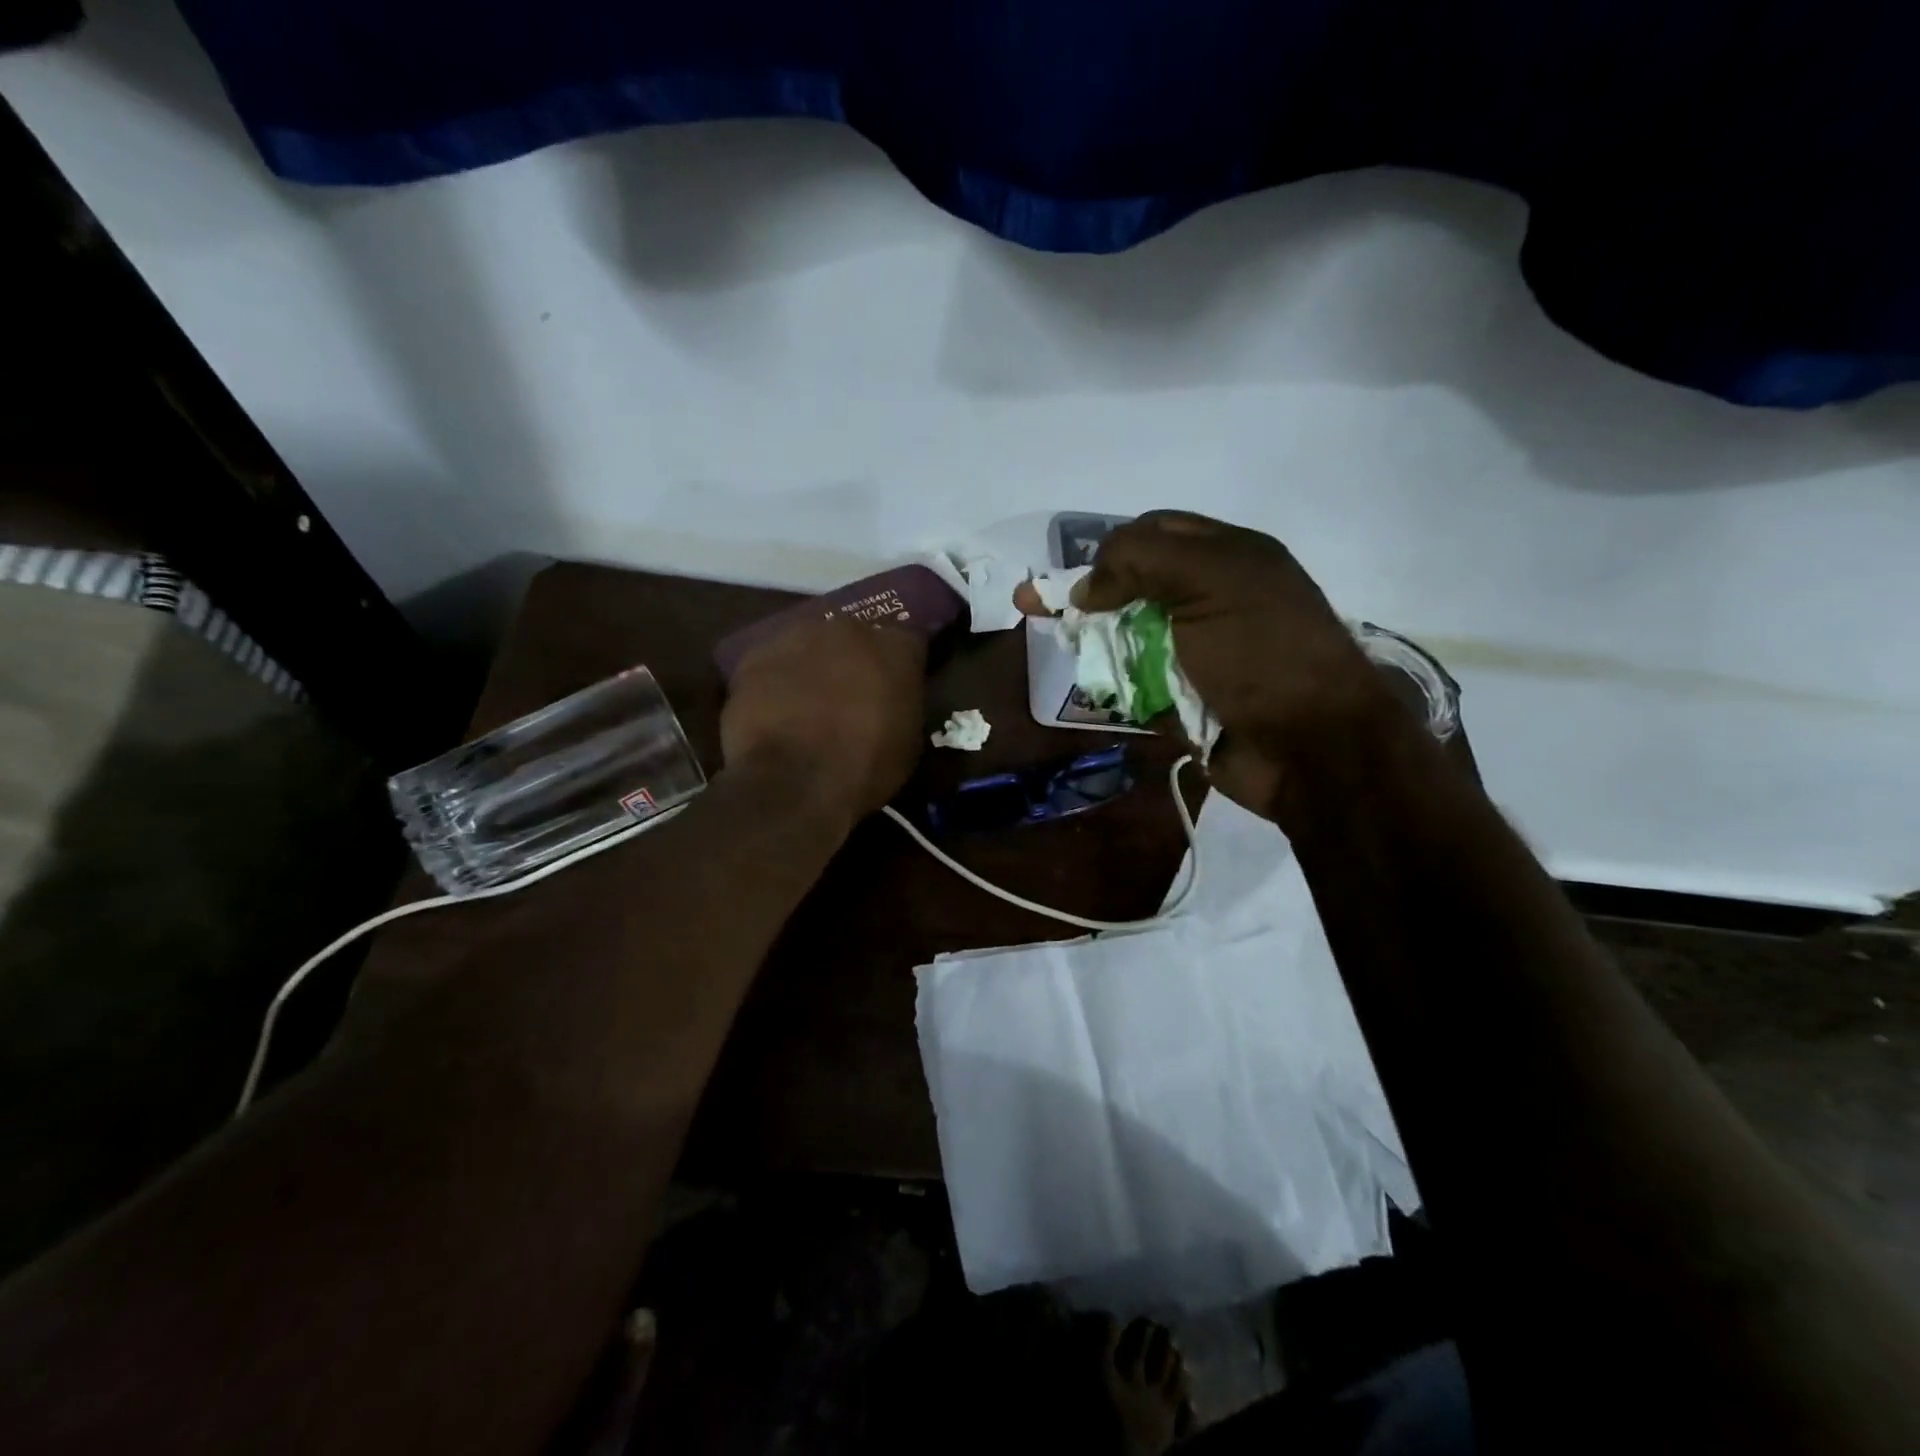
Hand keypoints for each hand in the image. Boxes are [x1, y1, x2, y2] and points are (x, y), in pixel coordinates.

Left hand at [721, 618, 927, 820]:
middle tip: (848, 698)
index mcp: (897, 648)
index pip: (908, 646)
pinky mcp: (756, 655)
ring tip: (806, 706)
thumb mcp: (908, 744)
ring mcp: (798, 636)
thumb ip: (902, 708)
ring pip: (810, 645)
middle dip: (853, 662)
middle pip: (855, 638)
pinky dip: (775, 682)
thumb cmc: (865, 767)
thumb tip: (890, 705)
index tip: (895, 693)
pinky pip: (773, 664)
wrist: (795, 780)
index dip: (900, 670)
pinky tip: (774, 713)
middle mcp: (850, 628)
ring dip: (812, 667)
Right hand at [1074, 511, 1390, 813]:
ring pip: (1130, 635)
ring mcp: (1199, 651)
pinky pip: (1138, 683)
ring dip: (1098, 642)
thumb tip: (1085, 586)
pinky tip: (1094, 686)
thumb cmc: (1264, 653)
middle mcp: (1211, 598)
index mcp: (1228, 557)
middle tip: (1037, 609)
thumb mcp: (1211, 581)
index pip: (1153, 533)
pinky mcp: (1188, 698)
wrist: (1312, 748)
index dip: (1107, 550)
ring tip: (1069, 651)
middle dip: (1088, 596)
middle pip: (1134, 586)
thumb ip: (1143, 560)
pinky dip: (1115, 684)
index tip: (1071, 581)